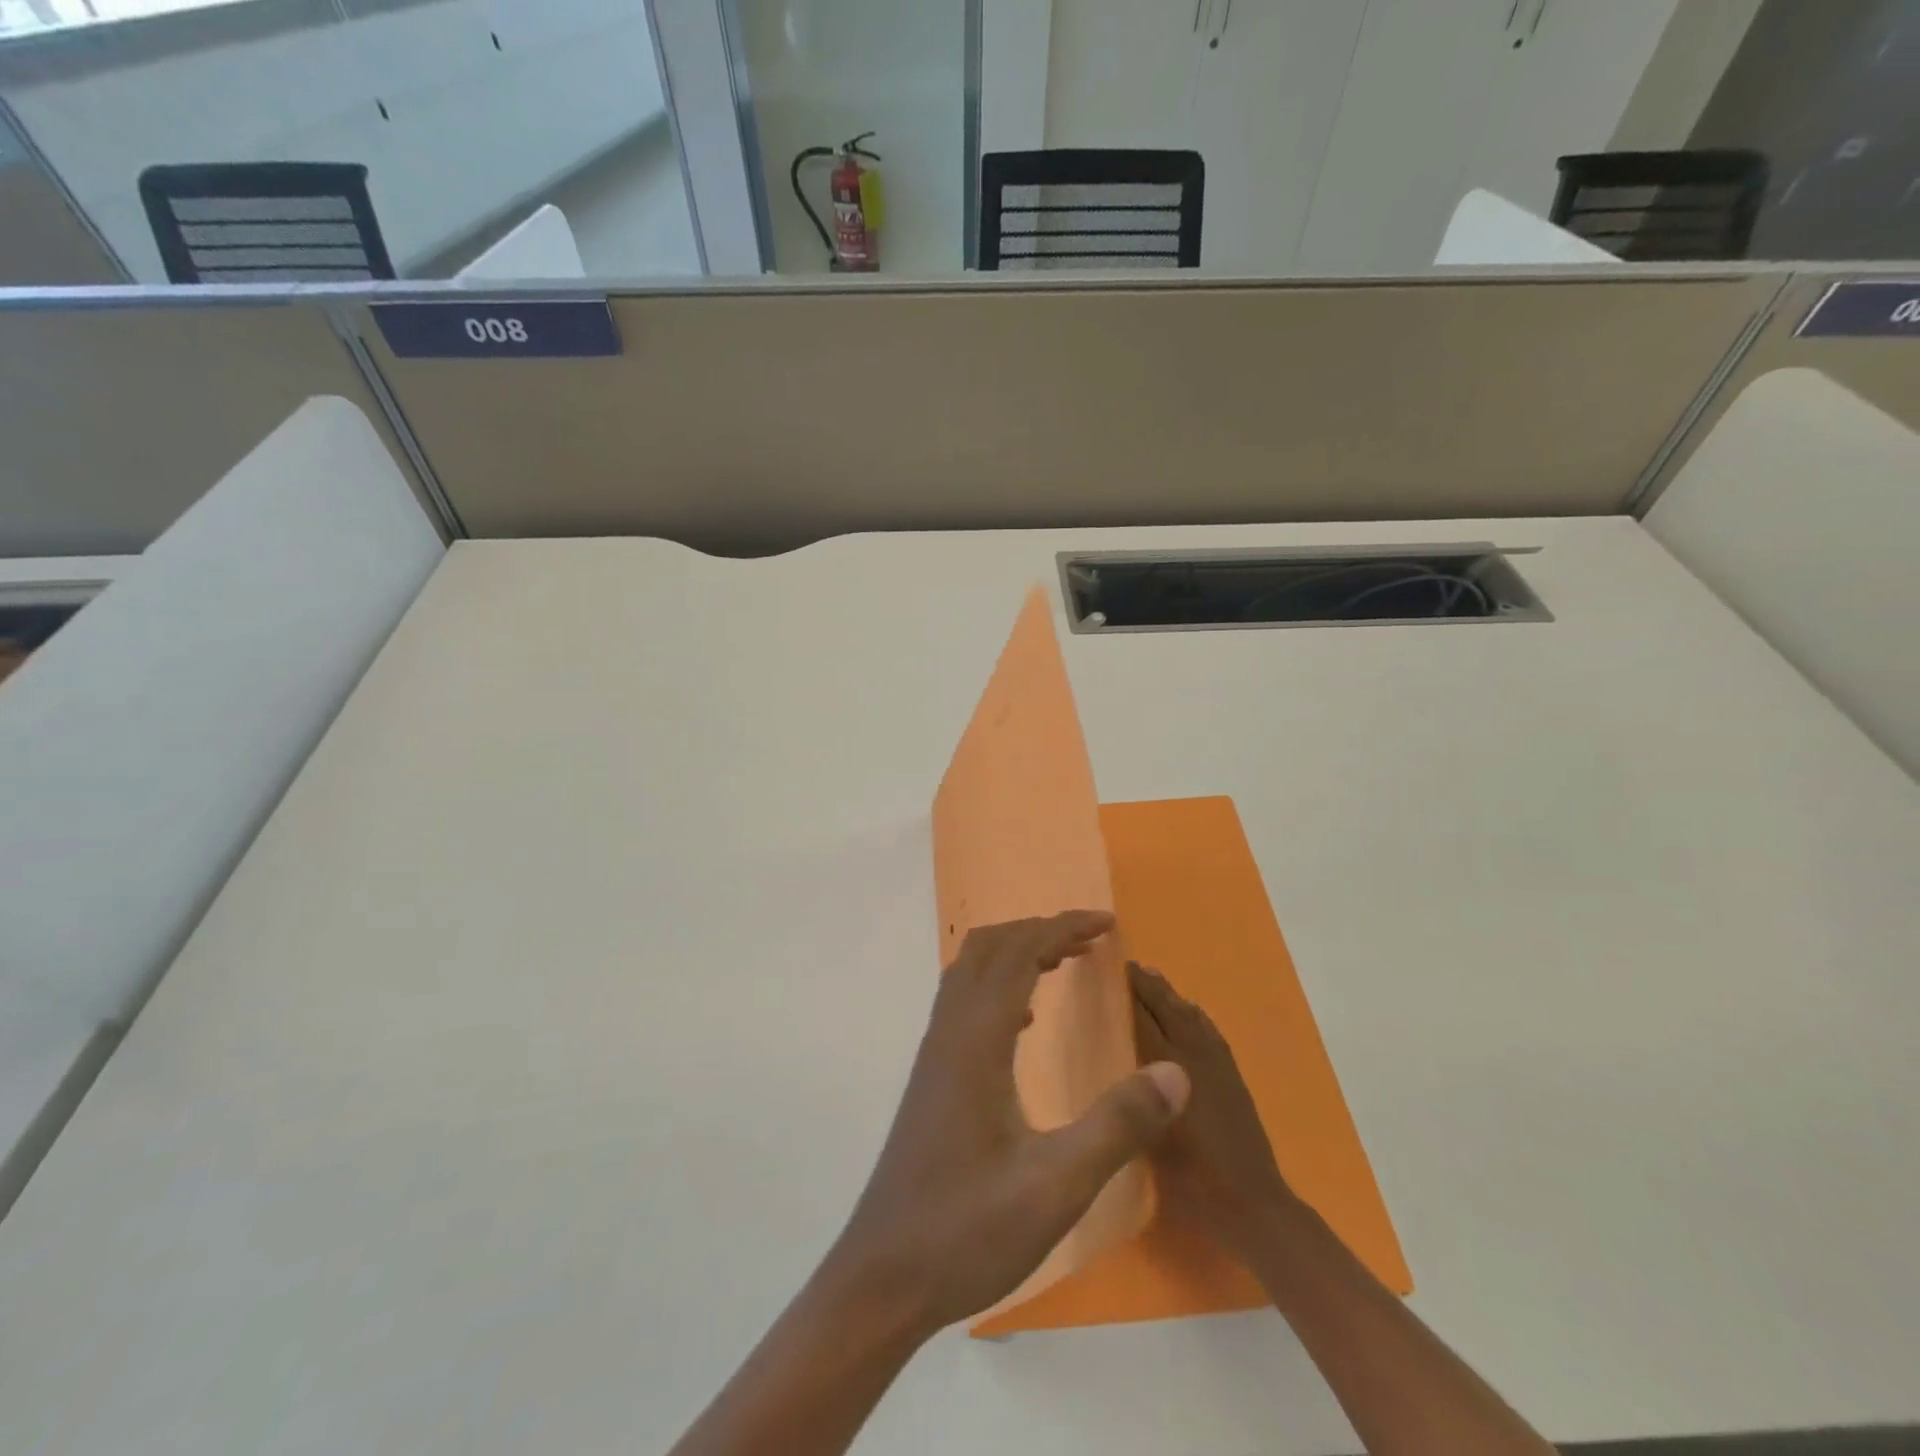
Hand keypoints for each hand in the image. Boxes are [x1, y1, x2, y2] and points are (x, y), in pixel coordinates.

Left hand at [828, 913, 1190, 1337]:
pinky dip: (1000, 988)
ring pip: (971, 973)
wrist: (883, 1277)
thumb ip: (1117, 1125)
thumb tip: (1175, 1072)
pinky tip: (1026, 1022)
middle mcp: (949, 1033)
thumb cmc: (967, 1231)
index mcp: (976, 1041)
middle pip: (988, 949)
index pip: (1018, 954)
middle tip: (1090, 940)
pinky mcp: (933, 1078)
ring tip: (1063, 964)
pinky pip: (965, 1004)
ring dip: (1016, 954)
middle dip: (1039, 931)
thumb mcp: (1056, 1186)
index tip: (1106, 923)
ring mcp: (935, 1055)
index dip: (1062, 927)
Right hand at [1129, 959, 1293, 1259]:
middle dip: (1148, 986)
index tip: (1110, 970)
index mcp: (1172, 1067)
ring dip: (1171, 995)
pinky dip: (1197, 1015)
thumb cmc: (1191, 1176)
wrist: (1251, 1203)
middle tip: (1127, 966)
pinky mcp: (1232, 1077)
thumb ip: (1133, 1099)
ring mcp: (1218, 1065)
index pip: (1145, 1017)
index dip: (1129, 992)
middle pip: (1169, 1009)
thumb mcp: (1149, 1137)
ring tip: (1152, 978)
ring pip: (1191, 1017)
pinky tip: (1191, 1011)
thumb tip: (1112, 1064)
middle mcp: (1196, 1056)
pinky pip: (1211, 1032)